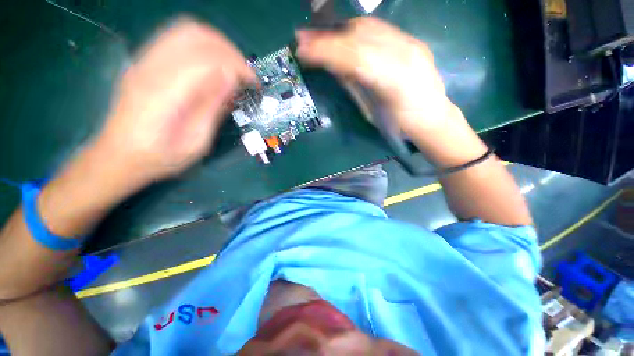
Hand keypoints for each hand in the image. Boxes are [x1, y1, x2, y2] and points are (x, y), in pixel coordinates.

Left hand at [96, 19, 254, 185]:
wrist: (119, 156)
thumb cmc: (160, 157)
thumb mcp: (195, 142)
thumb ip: (212, 108)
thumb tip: (232, 79)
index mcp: (165, 93)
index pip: (207, 59)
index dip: (237, 66)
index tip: (254, 83)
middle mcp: (151, 68)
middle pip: (196, 35)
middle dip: (229, 51)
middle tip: (244, 74)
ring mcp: (144, 61)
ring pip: (186, 31)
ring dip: (217, 45)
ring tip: (232, 67)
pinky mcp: (144, 62)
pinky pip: (176, 38)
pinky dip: (202, 45)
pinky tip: (212, 65)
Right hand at [296, 17, 451, 136]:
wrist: (432, 118)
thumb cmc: (399, 126)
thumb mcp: (371, 112)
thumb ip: (354, 87)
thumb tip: (332, 66)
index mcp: (394, 82)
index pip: (354, 58)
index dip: (326, 52)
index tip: (302, 50)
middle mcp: (405, 55)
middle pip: (360, 37)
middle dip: (328, 37)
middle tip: (302, 39)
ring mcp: (410, 43)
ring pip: (368, 28)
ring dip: (339, 30)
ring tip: (318, 36)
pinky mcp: (411, 40)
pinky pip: (378, 29)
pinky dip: (354, 31)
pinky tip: (342, 35)